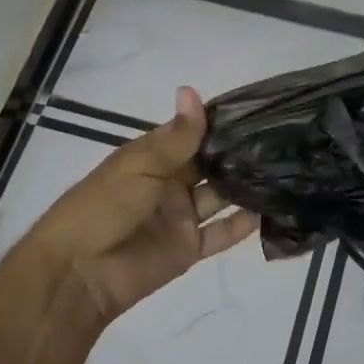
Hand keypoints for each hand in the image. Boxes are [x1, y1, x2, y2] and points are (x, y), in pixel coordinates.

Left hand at [24, 87, 258, 324]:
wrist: (78, 273)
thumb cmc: (103, 206)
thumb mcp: (139, 164)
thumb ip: (177, 136)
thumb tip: (191, 89)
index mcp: (152, 158)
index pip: (192, 134)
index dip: (220, 123)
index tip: (258, 109)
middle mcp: (171, 183)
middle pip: (210, 165)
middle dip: (239, 153)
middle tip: (281, 138)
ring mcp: (181, 216)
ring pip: (221, 197)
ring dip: (246, 185)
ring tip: (285, 168)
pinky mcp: (189, 248)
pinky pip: (221, 234)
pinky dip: (244, 225)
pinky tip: (273, 210)